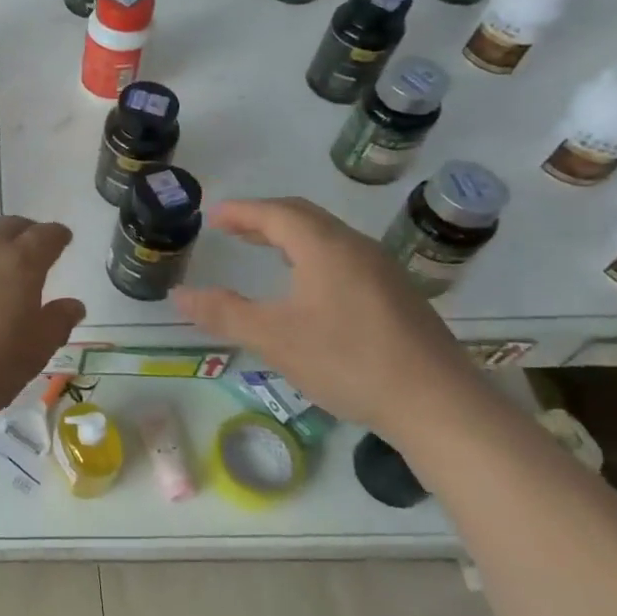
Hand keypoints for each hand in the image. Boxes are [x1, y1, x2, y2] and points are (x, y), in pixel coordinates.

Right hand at [174, 198, 483, 435]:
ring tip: (264, 251)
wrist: (437, 403)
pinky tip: (308, 286)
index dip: (242, 211)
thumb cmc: (347, 361)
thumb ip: (223, 313)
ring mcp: (382, 271)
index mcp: (325, 248)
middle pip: (304, 218)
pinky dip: (313, 256)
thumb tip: (179, 295)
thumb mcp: (274, 338)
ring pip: (327, 237)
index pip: (276, 214)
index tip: (213, 215)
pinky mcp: (397, 295)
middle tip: (233, 228)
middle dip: (264, 218)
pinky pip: (344, 257)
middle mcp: (355, 248)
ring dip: (290, 237)